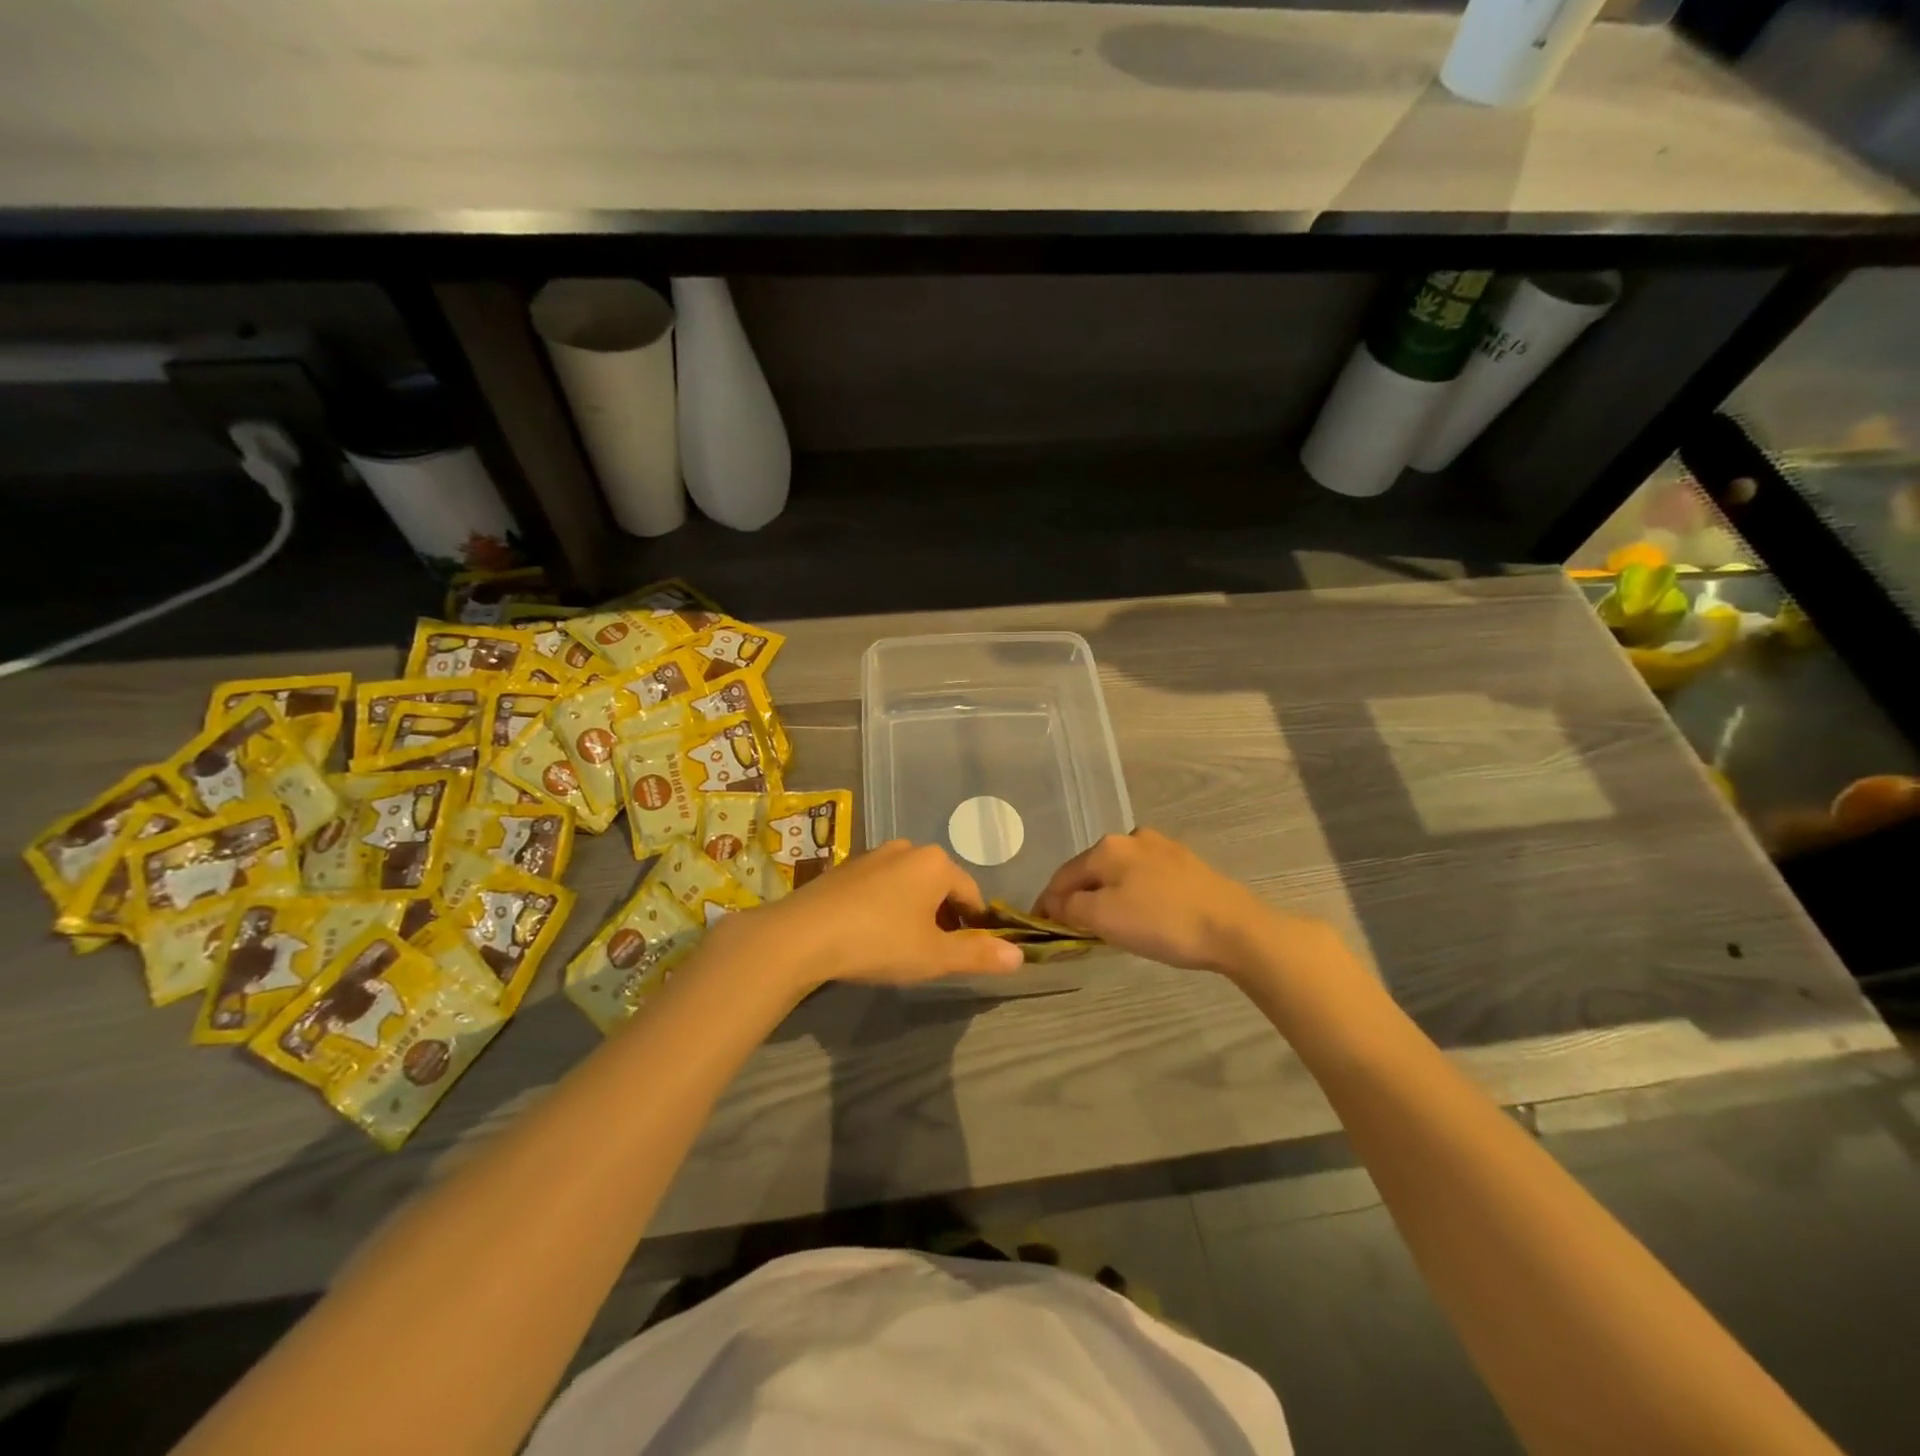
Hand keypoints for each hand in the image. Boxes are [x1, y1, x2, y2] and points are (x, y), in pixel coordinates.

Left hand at [708, 840, 1023, 994]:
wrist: (801, 935)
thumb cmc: (878, 941)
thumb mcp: (934, 956)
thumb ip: (977, 954)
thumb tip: (1020, 957)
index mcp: (936, 863)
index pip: (971, 895)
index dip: (974, 927)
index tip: (964, 955)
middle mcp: (907, 848)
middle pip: (940, 887)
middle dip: (942, 918)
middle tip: (930, 955)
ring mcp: (873, 854)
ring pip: (909, 885)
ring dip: (913, 912)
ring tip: (899, 947)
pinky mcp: (845, 868)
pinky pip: (880, 886)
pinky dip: (884, 906)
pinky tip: (869, 934)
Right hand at [1034, 827, 1301, 976]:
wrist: (1234, 927)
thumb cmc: (1162, 922)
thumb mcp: (1104, 918)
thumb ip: (1071, 907)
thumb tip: (1055, 903)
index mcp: (1107, 848)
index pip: (1062, 876)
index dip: (1047, 903)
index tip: (1040, 928)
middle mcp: (1132, 838)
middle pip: (1091, 871)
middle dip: (1078, 898)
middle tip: (1075, 930)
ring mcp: (1162, 848)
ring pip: (1119, 873)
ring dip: (1107, 896)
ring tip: (1109, 926)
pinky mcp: (1187, 864)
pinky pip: (1145, 879)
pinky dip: (1134, 895)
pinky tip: (1143, 915)